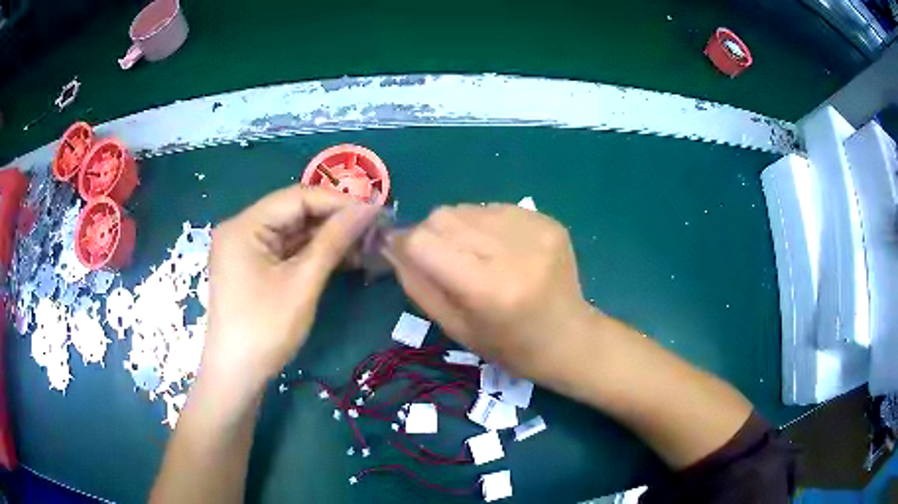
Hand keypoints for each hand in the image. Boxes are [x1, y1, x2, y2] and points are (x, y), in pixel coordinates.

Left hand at [202, 185, 378, 391]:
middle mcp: (241, 229)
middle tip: (373, 228)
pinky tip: (340, 257)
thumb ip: (333, 240)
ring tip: (363, 243)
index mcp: (244, 225)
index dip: (338, 201)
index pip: (297, 197)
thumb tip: (369, 208)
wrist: (236, 376)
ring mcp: (245, 249)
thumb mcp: (302, 283)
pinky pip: (285, 250)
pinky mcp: (252, 266)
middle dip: (333, 219)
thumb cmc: (265, 330)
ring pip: (292, 231)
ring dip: (326, 237)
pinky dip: (311, 253)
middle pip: (294, 212)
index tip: (375, 209)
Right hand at [386, 204, 593, 378]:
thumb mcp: (455, 328)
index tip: (402, 253)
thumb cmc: (509, 347)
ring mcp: (534, 230)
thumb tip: (392, 245)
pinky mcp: (547, 220)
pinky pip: (494, 208)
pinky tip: (498, 249)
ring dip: (457, 228)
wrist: (570, 338)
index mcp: (488, 289)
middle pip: (443, 217)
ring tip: (473, 255)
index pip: (424, 242)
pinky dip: (484, 225)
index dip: (405, 244)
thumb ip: (418, 285)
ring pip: (466, 208)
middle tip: (439, 259)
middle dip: (429, 234)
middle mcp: (513, 251)